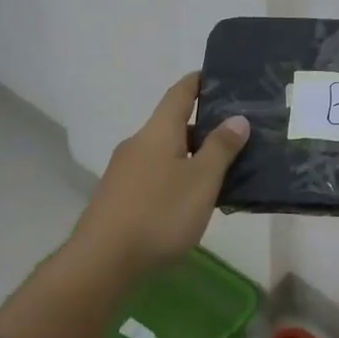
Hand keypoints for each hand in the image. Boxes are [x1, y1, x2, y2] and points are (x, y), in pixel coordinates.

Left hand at [71, 73, 249, 279]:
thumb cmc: (159, 213)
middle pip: (173, 124)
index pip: (181, 92)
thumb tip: (237, 118)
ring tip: (220, 174)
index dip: (199, 81)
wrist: (101, 262)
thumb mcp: (202, 180)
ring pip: (164, 153)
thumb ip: (221, 147)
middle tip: (235, 136)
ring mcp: (124, 171)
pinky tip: (189, 203)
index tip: (218, 76)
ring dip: (190, 157)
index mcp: (159, 131)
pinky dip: (175, 178)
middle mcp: (138, 143)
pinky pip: (154, 176)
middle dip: (203, 128)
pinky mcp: (118, 198)